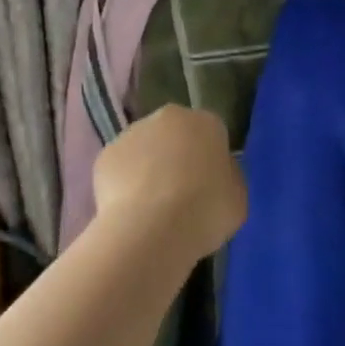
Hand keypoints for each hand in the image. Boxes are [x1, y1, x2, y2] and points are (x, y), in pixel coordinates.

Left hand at [92, 104, 246, 262]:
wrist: (150, 228)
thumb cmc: (204, 211)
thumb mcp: (238, 198)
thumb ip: (228, 177)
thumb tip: (216, 174)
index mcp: (206, 121)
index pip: (212, 133)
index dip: (210, 160)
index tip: (209, 187)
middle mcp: (168, 117)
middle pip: (175, 134)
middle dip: (177, 156)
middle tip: (180, 195)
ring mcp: (133, 132)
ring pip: (145, 148)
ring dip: (148, 168)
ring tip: (151, 209)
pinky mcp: (106, 154)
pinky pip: (120, 168)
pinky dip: (124, 184)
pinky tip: (130, 212)